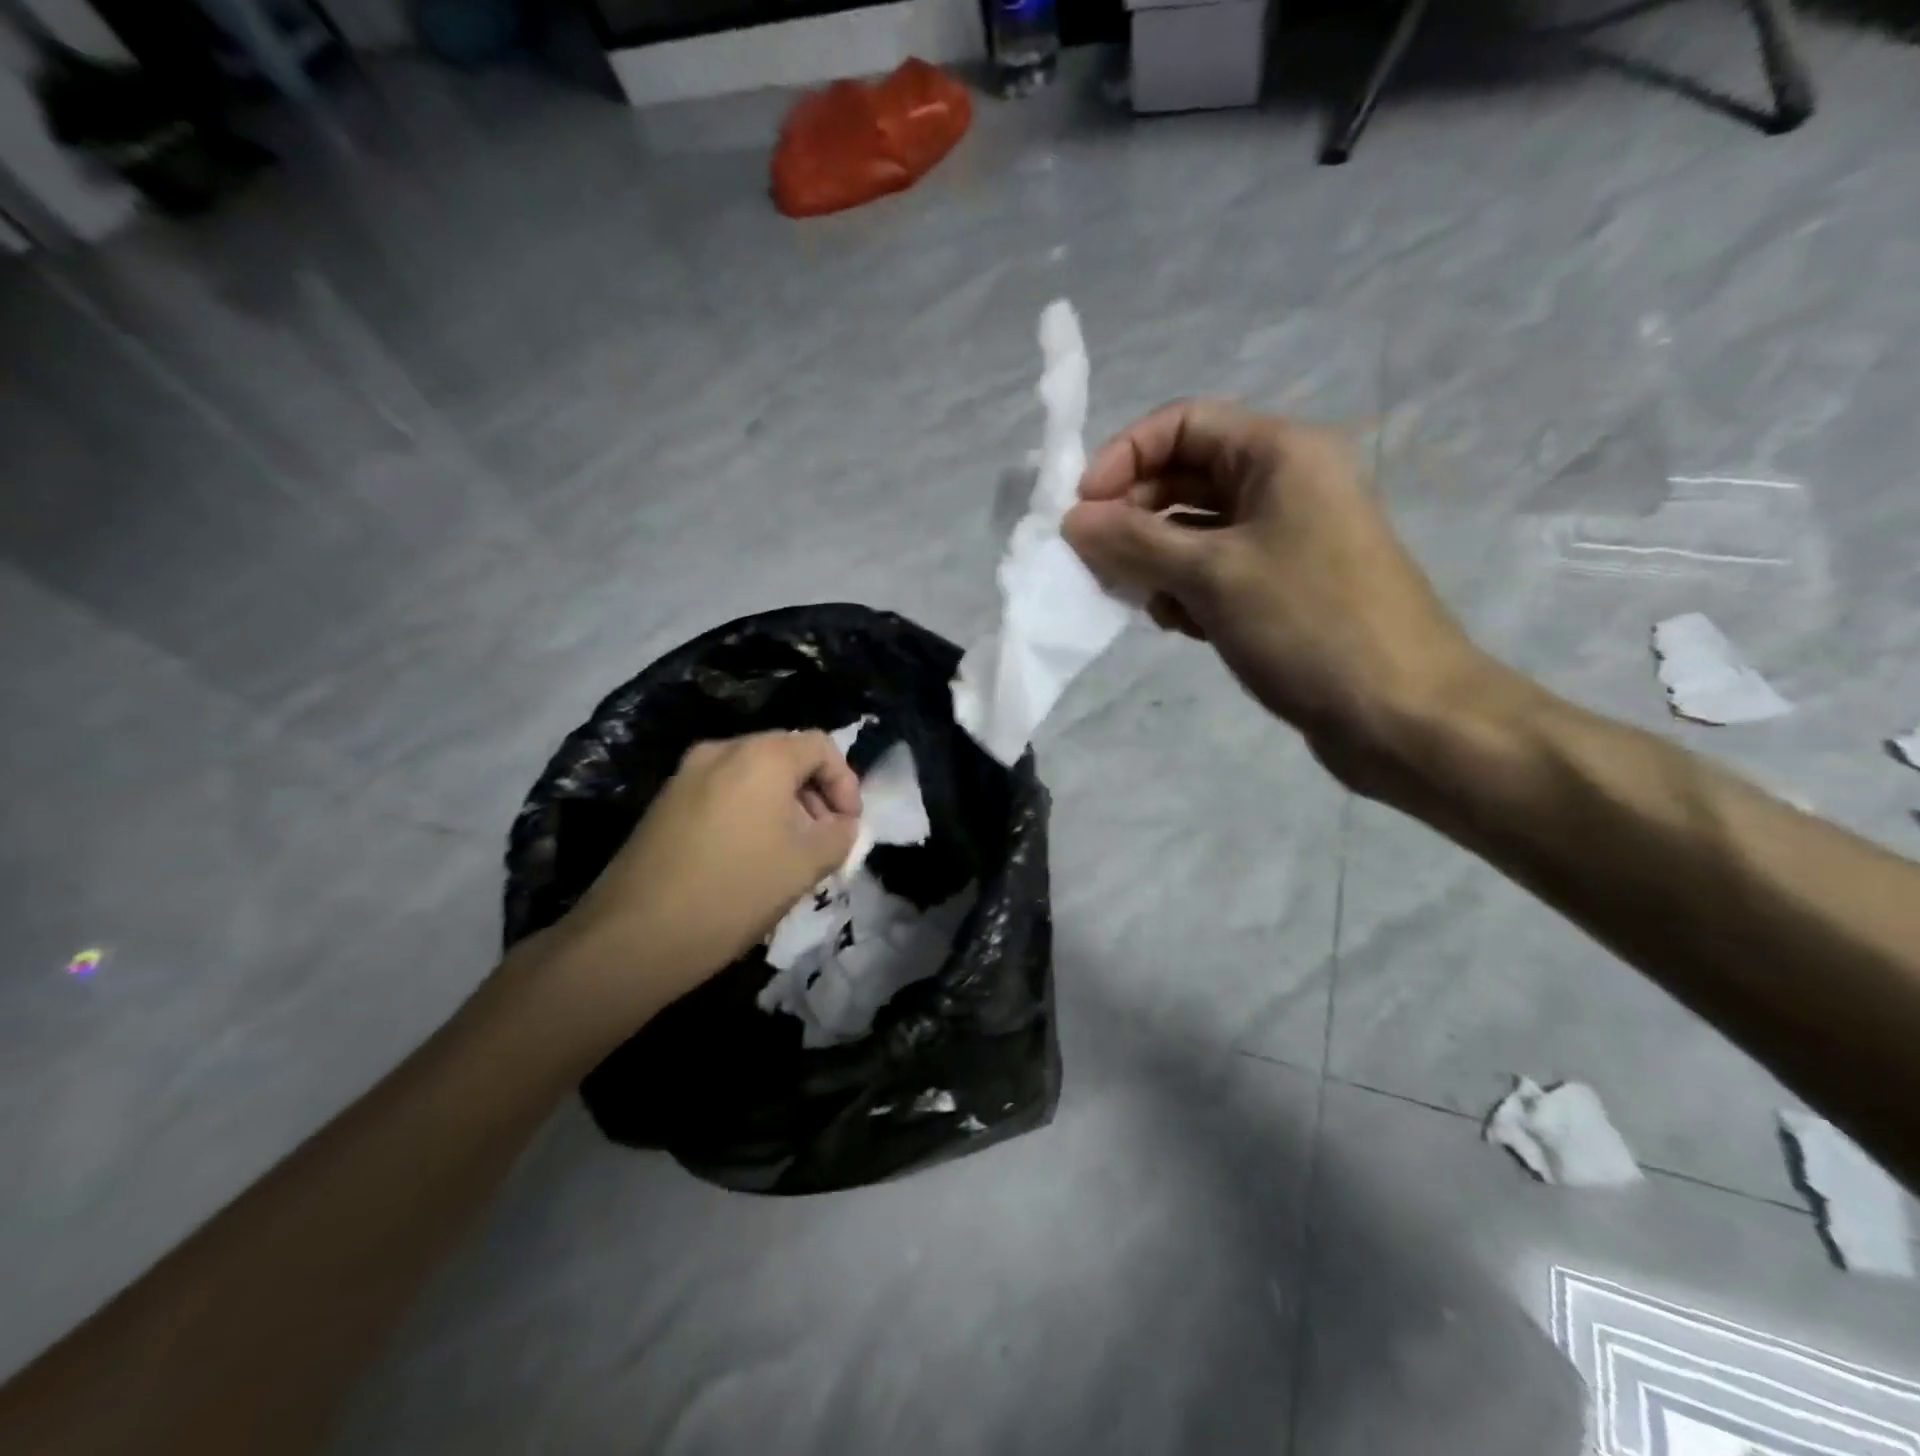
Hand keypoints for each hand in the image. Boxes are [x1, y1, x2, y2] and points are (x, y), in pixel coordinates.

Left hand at [514, 731, 861, 1035]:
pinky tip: (748, 859)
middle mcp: (721, 750)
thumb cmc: (734, 892)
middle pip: (785, 756)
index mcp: (761, 756)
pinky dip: (749, 813)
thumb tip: (842, 825)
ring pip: (752, 776)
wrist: (633, 937)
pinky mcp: (664, 802)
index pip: (820, 746)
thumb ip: (840, 835)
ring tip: (788, 854)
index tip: (849, 826)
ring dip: (783, 806)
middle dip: (814, 795)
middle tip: (823, 841)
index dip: (845, 783)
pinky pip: (722, 792)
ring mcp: (686, 775)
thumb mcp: (805, 865)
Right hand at [1062, 399, 1494, 793]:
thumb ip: (1134, 542)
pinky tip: (1181, 625)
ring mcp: (1287, 537)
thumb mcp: (1211, 575)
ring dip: (1156, 559)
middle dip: (1134, 516)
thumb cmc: (1308, 625)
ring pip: (1195, 529)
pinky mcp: (1284, 585)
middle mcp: (1285, 483)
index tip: (1080, 510)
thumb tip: (1073, 520)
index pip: (1182, 424)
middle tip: (1096, 563)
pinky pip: (1216, 569)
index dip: (1123, 457)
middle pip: (1185, 476)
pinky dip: (1187, 588)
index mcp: (1280, 453)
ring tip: (1144, 601)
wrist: (1401, 712)